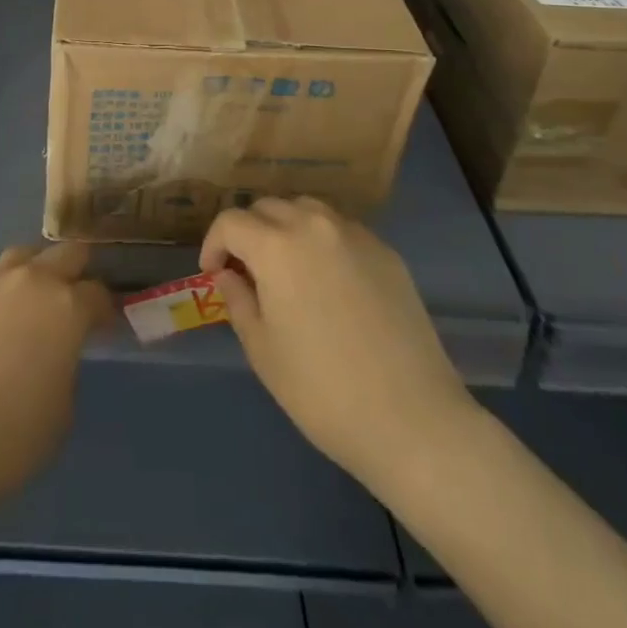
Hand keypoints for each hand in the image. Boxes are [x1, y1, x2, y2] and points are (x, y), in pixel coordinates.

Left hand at [0, 242, 113, 520]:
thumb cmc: (4, 441)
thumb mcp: (59, 415)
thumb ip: (66, 369)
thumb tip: (56, 353)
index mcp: (67, 308)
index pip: (99, 294)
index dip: (107, 310)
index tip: (106, 326)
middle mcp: (32, 280)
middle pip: (68, 254)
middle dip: (78, 273)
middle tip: (76, 302)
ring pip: (26, 255)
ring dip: (38, 271)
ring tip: (34, 301)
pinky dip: (2, 288)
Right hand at [200, 197, 475, 491]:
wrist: (413, 420)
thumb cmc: (323, 391)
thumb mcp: (263, 350)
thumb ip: (238, 300)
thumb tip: (228, 274)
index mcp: (276, 245)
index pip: (231, 221)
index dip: (214, 243)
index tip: (213, 273)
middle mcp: (314, 224)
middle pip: (268, 207)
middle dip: (249, 232)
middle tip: (247, 271)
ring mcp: (355, 234)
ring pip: (307, 209)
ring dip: (286, 227)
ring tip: (287, 267)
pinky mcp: (386, 252)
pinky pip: (341, 229)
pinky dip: (322, 240)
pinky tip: (329, 281)